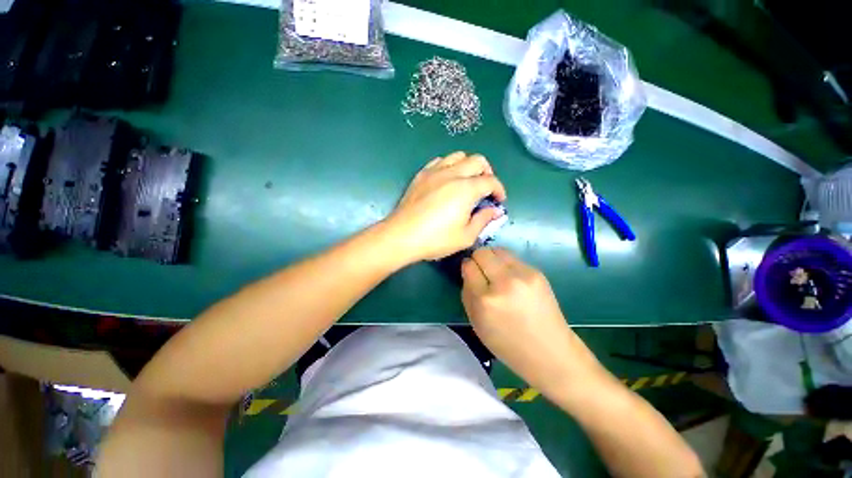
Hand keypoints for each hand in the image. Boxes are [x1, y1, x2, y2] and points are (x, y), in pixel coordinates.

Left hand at [385, 152, 506, 262]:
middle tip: (486, 189)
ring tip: (468, 182)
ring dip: (469, 166)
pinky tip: (447, 179)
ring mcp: (434, 171)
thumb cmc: (435, 239)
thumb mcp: (465, 236)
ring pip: (458, 156)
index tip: (499, 201)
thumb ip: (483, 220)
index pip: (490, 181)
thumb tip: (495, 211)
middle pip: (477, 160)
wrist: (402, 236)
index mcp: (466, 189)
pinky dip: (449, 166)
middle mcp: (452, 174)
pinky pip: (440, 161)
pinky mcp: (421, 175)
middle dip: (488, 173)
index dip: (499, 190)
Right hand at [462, 248, 601, 393]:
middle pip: (482, 252)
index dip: (467, 267)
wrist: (549, 352)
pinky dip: (506, 263)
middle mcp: (504, 282)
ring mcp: (523, 275)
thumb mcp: (476, 323)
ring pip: (498, 250)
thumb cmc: (507, 344)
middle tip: (481, 271)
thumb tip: (468, 272)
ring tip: (495, 272)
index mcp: (486, 299)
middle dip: (477, 259)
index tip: (469, 273)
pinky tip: (511, 278)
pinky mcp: (537, 272)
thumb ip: (467, 294)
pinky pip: (513, 258)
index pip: (469, 266)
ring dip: (492, 258)